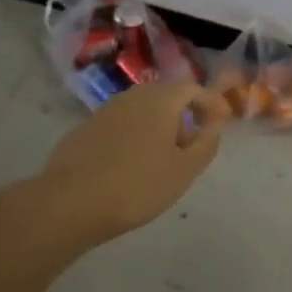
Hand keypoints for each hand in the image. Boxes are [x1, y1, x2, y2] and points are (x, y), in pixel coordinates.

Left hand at [41, 81, 231, 240]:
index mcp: (160, 100)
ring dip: (158, 126)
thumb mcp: (184, 170)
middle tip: (192, 143)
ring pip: (141, 110)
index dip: (211, 102)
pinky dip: (135, 135)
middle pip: (166, 96)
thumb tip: (215, 124)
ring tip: (163, 158)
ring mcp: (105, 111)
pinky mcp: (85, 129)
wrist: (69, 202)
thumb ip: (206, 143)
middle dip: (184, 115)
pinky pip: (121, 124)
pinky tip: (131, 165)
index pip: (193, 89)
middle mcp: (132, 96)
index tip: (222, 121)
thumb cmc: (137, 185)